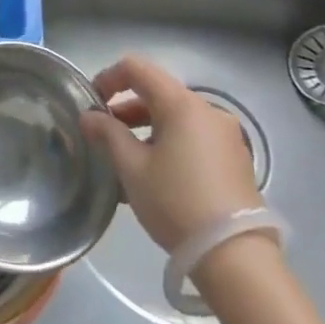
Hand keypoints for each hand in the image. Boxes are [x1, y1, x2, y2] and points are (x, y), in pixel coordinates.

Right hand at [81, 54, 262, 253]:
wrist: (234, 254)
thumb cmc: (175, 202)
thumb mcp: (132, 168)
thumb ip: (107, 134)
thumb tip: (89, 116)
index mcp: (182, 104)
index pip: (137, 68)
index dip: (108, 78)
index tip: (91, 104)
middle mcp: (208, 111)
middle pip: (158, 93)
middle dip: (125, 109)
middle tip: (103, 136)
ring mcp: (226, 136)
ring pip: (176, 118)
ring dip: (146, 130)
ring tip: (125, 161)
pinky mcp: (235, 159)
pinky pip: (193, 138)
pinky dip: (169, 144)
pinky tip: (154, 176)